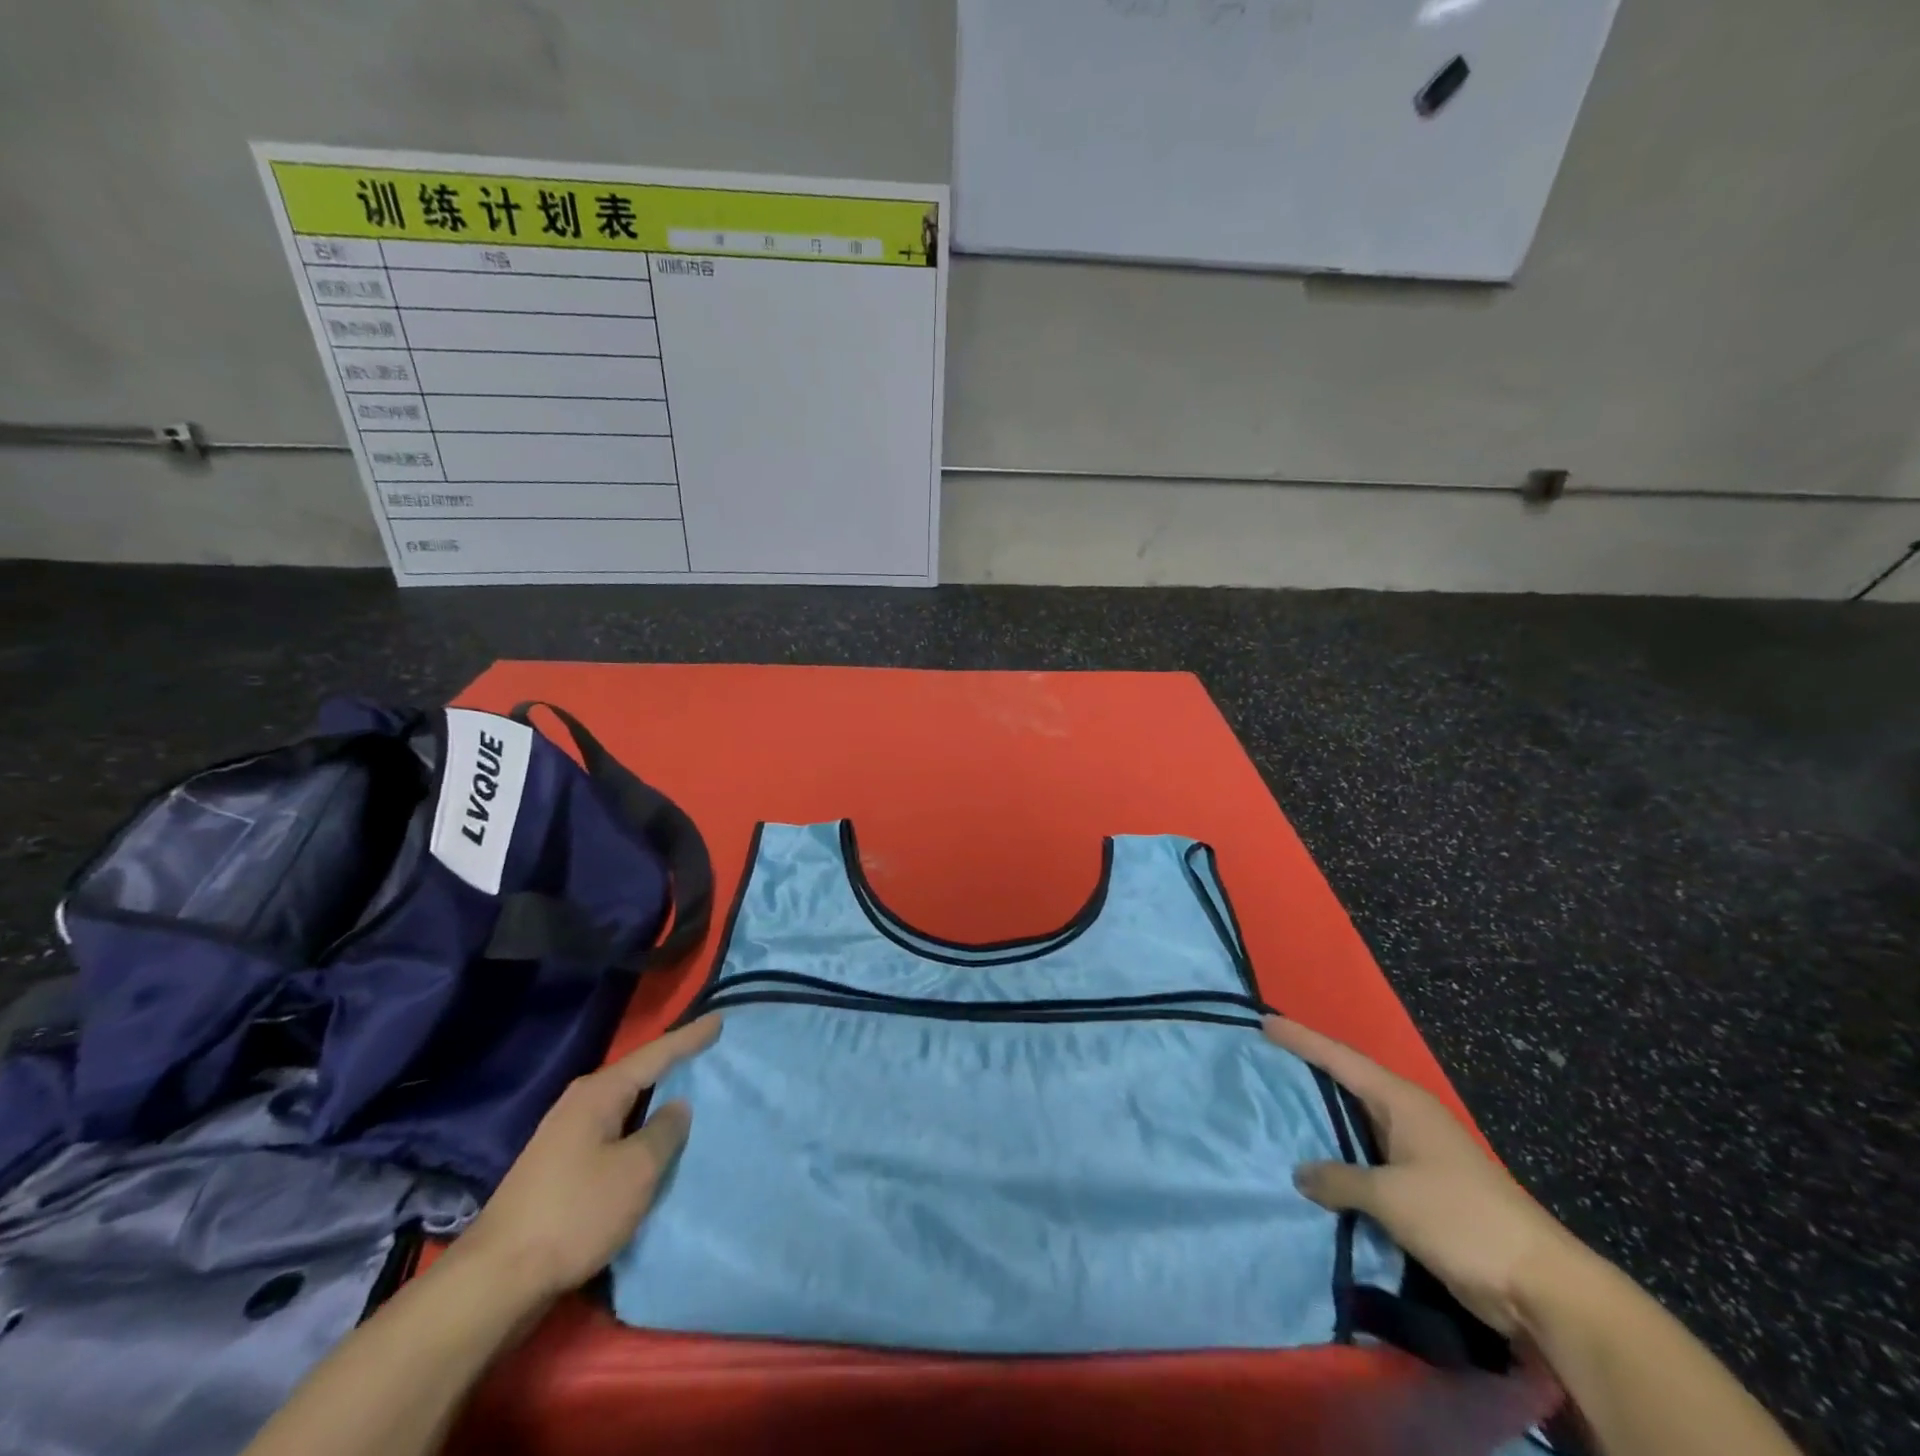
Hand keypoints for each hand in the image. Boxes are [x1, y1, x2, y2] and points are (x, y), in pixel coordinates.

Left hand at [456, 1015, 721, 1302]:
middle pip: (636, 1074)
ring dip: (654, 1099)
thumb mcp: (636, 1171)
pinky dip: (638, 1127)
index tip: (718, 1020)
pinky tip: (652, 1138)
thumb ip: (664, 1131)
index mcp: (599, 1093)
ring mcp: (565, 1136)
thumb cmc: (575, 1213)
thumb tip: (677, 1105)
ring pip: (623, 1105)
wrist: (495, 1280)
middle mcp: (580, 1103)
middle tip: (706, 1051)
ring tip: (688, 1091)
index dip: (689, 1038)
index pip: (655, 1054)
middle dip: (671, 1063)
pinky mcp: (559, 1168)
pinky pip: (612, 1132)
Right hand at [1264, 1015, 1585, 1337]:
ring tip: (1278, 1103)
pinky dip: (1339, 1153)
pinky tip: (1315, 1161)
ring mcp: (1417, 1151)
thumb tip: (1300, 1173)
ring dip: (1322, 1115)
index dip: (1301, 1039)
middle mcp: (1407, 1116)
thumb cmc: (1462, 1219)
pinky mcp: (1421, 1186)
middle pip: (1347, 1081)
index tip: (1264, 1022)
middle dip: (1308, 1068)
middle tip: (1264, 1057)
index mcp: (1402, 1101)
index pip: (1340, 1058)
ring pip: (1356, 1120)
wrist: (1540, 1285)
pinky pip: (1366, 1156)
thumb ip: (1340, 1179)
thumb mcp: (1391, 1196)